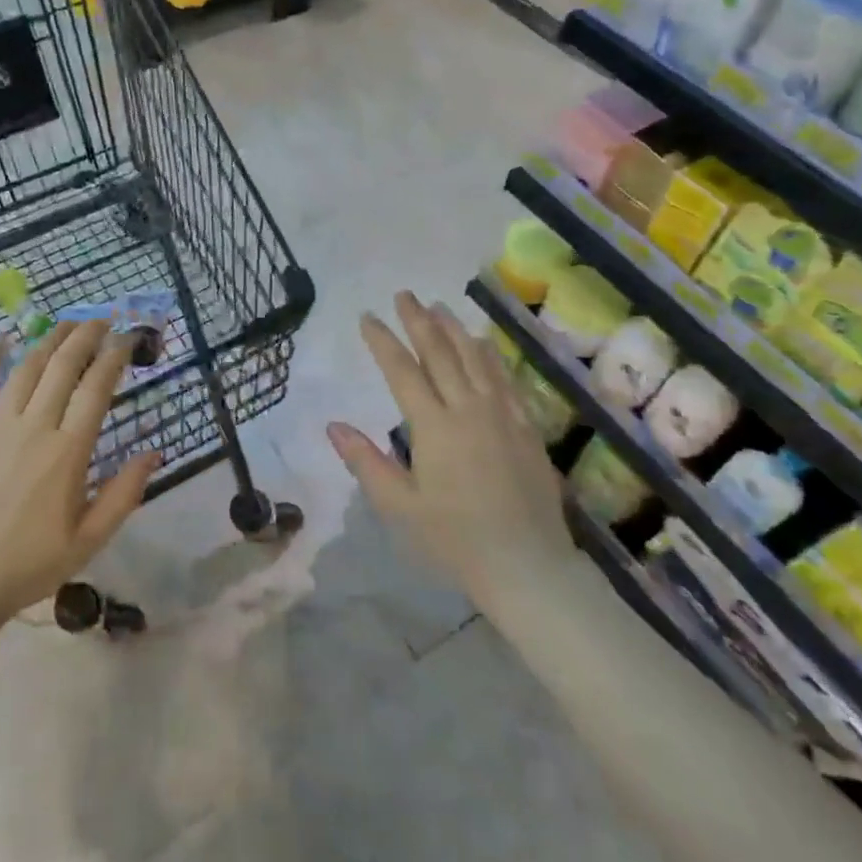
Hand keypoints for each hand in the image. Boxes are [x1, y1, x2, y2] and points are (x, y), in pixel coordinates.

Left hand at [0, 321, 159, 626]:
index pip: (97, 388)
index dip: (114, 357)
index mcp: (68, 451)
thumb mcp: (89, 540)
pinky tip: (1, 338)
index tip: (127, 339)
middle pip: (63, 366)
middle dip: (86, 336)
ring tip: (67, 323)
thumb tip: (154, 452)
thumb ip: (124, 494)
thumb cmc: (30, 563)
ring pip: (26, 367)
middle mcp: (34, 427)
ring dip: (50, 340)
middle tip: (102, 320)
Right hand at [328, 293, 573, 608]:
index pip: (402, 370)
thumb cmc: (455, 540)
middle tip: (404, 295)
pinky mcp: (525, 426)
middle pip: (439, 353)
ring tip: (437, 306)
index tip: (367, 317)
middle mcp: (468, 409)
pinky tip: (482, 342)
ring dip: (453, 328)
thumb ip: (366, 462)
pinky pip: (504, 378)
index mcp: (434, 426)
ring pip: (474, 358)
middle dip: (418, 321)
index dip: (382, 340)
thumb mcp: (400, 507)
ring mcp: (502, 414)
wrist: (527, 567)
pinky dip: (489, 354)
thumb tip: (333, 425)